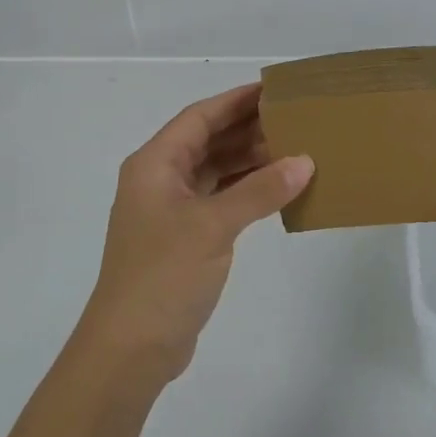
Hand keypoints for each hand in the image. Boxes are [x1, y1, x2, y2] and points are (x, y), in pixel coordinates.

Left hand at [77, 84, 313, 386]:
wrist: (131, 347)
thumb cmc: (163, 275)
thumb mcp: (213, 226)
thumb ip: (259, 191)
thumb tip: (304, 161)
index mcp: (154, 164)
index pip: (199, 117)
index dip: (235, 101)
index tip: (274, 89)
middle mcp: (159, 180)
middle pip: (207, 142)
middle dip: (247, 129)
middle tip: (294, 119)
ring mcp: (171, 211)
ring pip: (215, 172)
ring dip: (249, 161)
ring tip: (295, 150)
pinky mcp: (184, 239)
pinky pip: (220, 201)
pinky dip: (246, 192)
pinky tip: (278, 190)